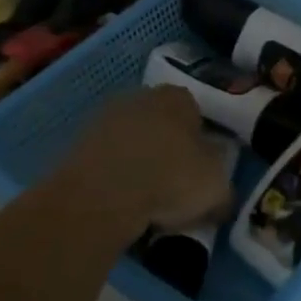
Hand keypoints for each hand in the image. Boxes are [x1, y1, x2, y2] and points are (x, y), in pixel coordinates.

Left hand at [62, 87, 235, 232]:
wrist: (101, 197)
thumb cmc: (169, 179)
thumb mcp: (216, 188)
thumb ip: (223, 187)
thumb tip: (221, 196)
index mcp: (179, 97)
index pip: (196, 112)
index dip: (200, 142)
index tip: (201, 171)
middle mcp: (142, 97)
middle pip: (161, 123)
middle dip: (167, 149)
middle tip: (174, 187)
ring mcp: (105, 118)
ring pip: (131, 142)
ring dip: (138, 164)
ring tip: (144, 202)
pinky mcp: (77, 144)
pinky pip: (106, 161)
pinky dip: (113, 178)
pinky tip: (119, 204)